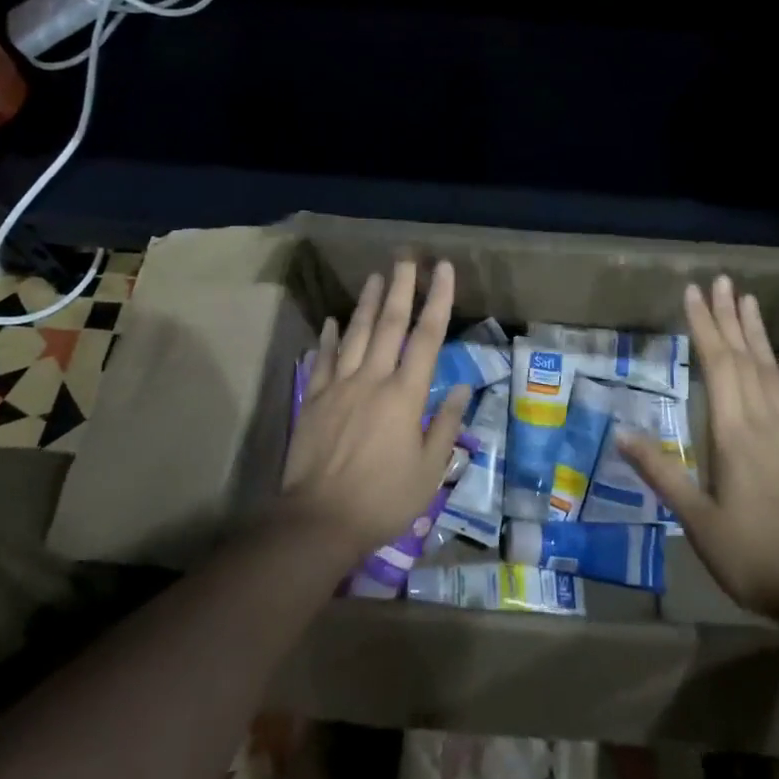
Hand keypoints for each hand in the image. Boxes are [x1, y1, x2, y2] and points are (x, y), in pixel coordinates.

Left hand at [277, 260, 470, 560]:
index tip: (443, 269)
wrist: (319, 521)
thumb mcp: (429, 471)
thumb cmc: (383, 500)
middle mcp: (372, 379)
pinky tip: (332, 320)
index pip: (426, 337)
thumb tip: (462, 389)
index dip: (437, 299)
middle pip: (389, 323)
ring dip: (368, 302)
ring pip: (355, 333)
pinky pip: (323, 358)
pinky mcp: (315, 398)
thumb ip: (445, 425)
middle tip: (406, 257)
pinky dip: (328, 336)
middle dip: (401, 286)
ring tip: (376, 276)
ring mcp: (340, 386)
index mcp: (405, 395)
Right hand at [618, 276, 778, 628]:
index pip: (716, 365)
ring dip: (758, 334)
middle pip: (744, 358)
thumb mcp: (697, 520)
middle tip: (721, 280)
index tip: (693, 293)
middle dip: (729, 317)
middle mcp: (764, 421)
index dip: (704, 326)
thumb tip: (621, 434)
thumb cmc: (754, 556)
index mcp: (733, 433)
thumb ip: (661, 473)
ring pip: (773, 371)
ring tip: (749, 301)